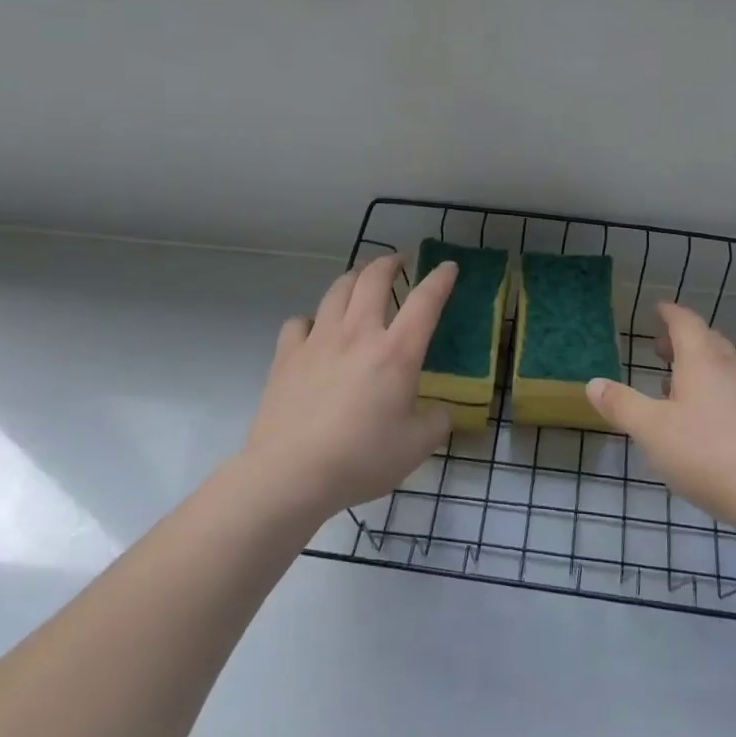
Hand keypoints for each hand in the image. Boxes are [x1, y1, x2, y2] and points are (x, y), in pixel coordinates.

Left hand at [244, 253, 458, 520]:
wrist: (290, 474)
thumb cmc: (361, 459)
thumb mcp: (416, 447)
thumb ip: (436, 422)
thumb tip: (440, 412)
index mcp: (396, 352)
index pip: (425, 301)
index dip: (440, 279)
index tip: (448, 267)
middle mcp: (357, 334)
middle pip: (373, 279)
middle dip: (390, 263)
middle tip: (398, 262)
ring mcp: (318, 341)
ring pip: (337, 290)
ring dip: (353, 278)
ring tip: (361, 280)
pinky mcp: (287, 355)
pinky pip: (300, 322)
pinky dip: (312, 320)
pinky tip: (315, 331)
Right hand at [586, 302, 735, 527]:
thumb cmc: (704, 453)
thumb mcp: (650, 429)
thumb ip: (621, 404)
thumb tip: (594, 383)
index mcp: (702, 361)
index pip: (686, 323)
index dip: (670, 313)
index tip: (658, 308)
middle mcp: (729, 370)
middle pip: (707, 341)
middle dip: (682, 338)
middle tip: (658, 347)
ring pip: (721, 367)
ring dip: (696, 365)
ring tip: (671, 383)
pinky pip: (731, 391)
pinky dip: (710, 389)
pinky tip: (697, 419)